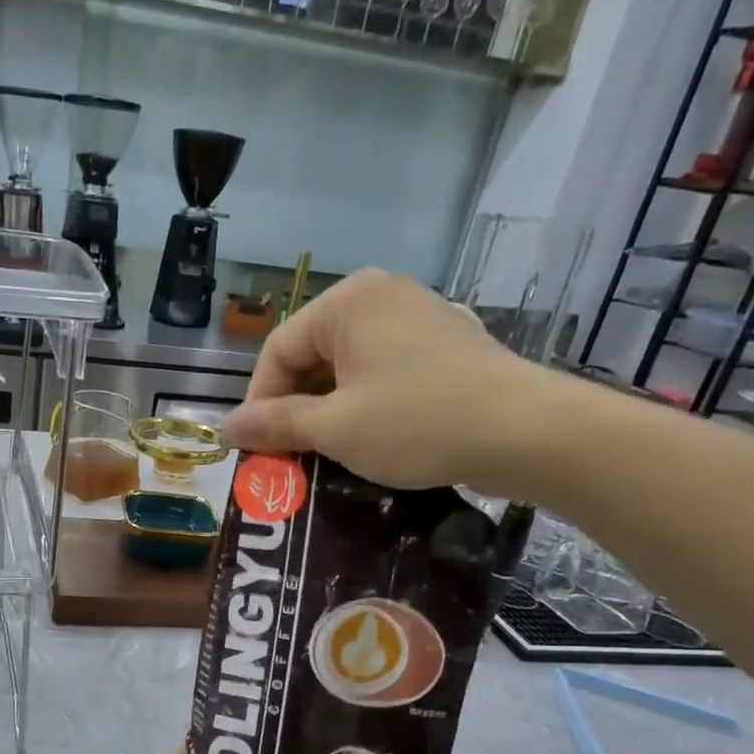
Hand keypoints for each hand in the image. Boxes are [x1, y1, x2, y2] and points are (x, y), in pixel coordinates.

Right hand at [224, 269, 556, 494]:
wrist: (526, 432)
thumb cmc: (418, 422)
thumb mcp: (336, 428)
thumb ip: (276, 424)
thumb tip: (226, 427)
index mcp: (348, 302)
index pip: (278, 350)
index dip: (259, 402)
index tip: (256, 449)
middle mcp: (380, 296)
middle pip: (312, 355)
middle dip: (294, 408)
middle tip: (288, 457)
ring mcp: (416, 317)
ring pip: (346, 367)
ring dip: (327, 411)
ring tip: (323, 455)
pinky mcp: (441, 345)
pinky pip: (381, 372)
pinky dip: (363, 405)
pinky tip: (365, 441)